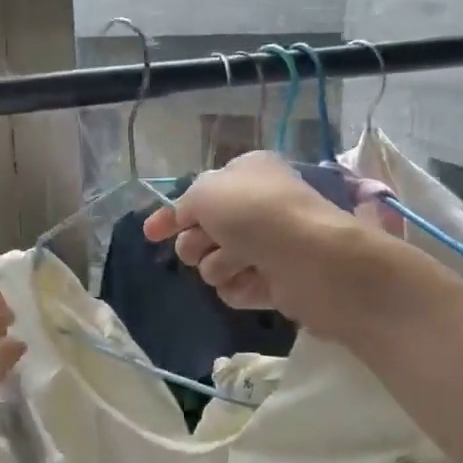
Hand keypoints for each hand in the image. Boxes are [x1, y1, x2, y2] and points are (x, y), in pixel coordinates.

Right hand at [143, 152, 431, 341]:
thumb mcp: (205, 192)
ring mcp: (270, 245)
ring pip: (217, 263)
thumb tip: (185, 218)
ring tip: (239, 264)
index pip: (200, 193)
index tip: (150, 234)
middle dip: (196, 242)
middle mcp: (259, 206)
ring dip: (219, 265)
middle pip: (205, 231)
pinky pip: (238, 289)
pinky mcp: (278, 282)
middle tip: (204, 245)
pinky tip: (253, 284)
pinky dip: (240, 288)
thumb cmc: (256, 214)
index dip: (172, 214)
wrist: (313, 259)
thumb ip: (185, 203)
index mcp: (247, 173)